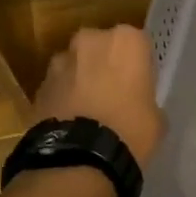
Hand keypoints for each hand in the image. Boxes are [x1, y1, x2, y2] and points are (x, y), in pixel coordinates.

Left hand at [31, 25, 165, 167]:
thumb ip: (148, 100)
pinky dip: (63, 97)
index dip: (139, 66)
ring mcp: (60, 60)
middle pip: (102, 48)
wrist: (78, 157)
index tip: (140, 86)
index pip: (138, 45)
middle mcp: (91, 39)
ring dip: (81, 80)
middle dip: (106, 66)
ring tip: (88, 111)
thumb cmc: (129, 131)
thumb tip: (139, 106)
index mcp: (126, 40)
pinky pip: (58, 86)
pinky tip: (71, 122)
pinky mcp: (39, 84)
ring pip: (76, 65)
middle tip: (114, 95)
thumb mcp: (156, 119)